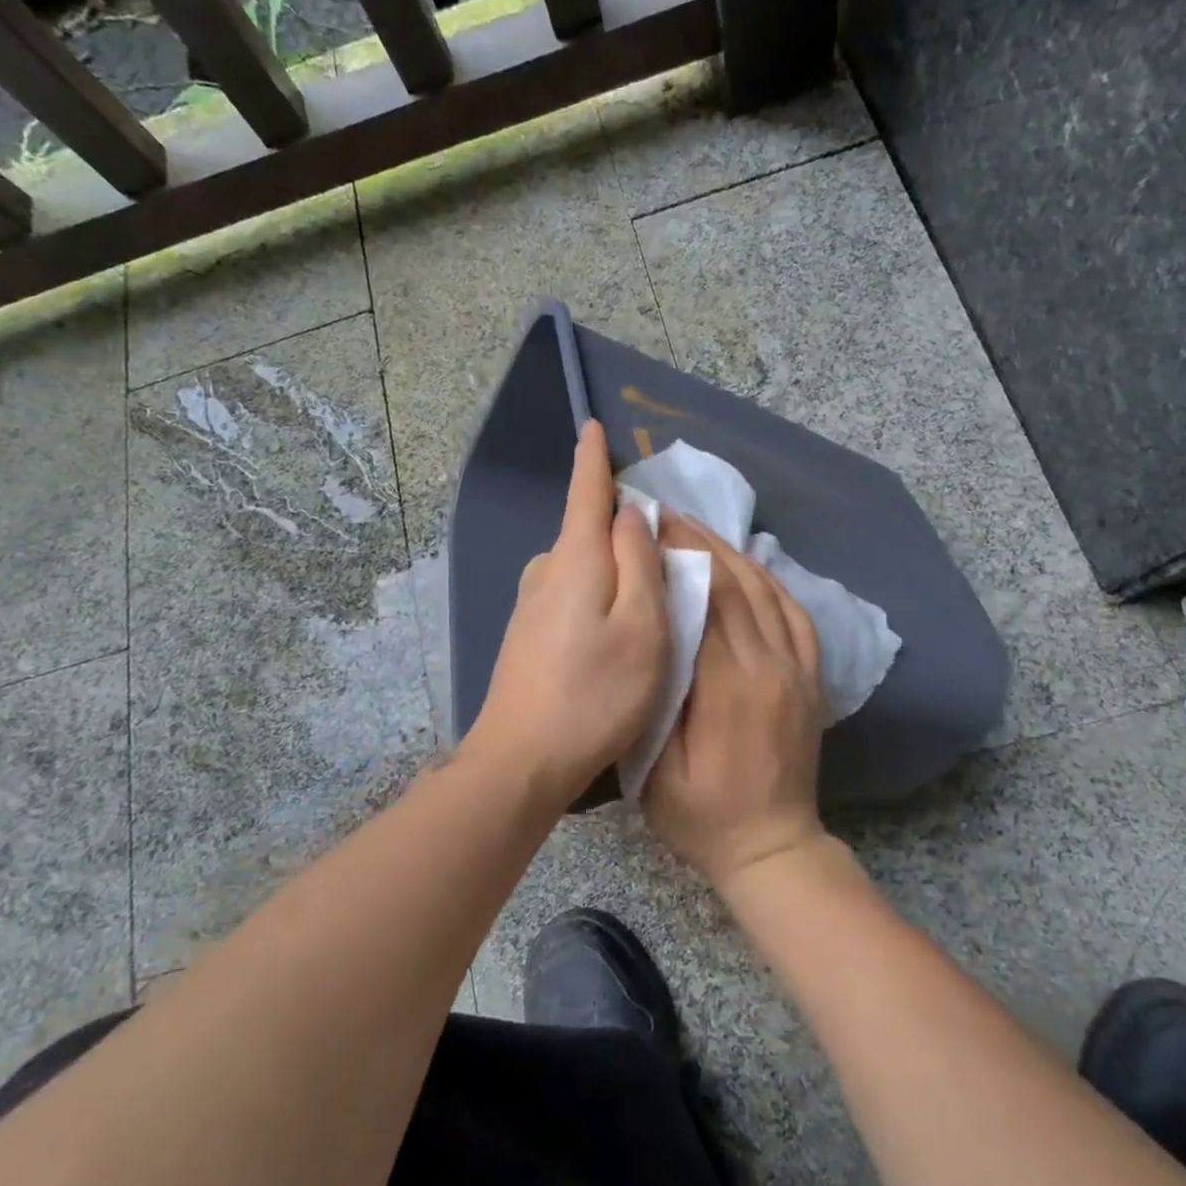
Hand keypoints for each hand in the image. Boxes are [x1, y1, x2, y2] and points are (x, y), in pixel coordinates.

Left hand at [464, 420, 667, 801]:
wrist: (522, 760)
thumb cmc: (596, 693)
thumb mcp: (642, 626)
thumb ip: (639, 562)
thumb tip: (630, 514)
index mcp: (576, 559)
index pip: (586, 491)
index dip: (593, 458)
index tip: (592, 425)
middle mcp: (546, 571)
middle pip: (588, 531)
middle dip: (620, 529)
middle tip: (663, 559)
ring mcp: (530, 604)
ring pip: (581, 567)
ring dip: (611, 570)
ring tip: (645, 608)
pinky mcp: (526, 633)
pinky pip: (569, 594)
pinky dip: (595, 596)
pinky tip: (610, 636)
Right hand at [643, 519, 828, 891]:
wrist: (774, 848)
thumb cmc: (703, 816)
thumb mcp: (657, 772)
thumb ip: (656, 700)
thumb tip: (654, 633)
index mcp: (729, 687)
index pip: (706, 601)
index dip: (679, 556)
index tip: (651, 526)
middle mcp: (769, 666)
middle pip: (737, 585)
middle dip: (700, 542)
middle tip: (667, 513)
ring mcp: (797, 670)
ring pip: (768, 592)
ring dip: (733, 553)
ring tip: (699, 528)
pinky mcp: (810, 678)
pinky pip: (795, 615)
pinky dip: (771, 581)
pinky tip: (749, 565)